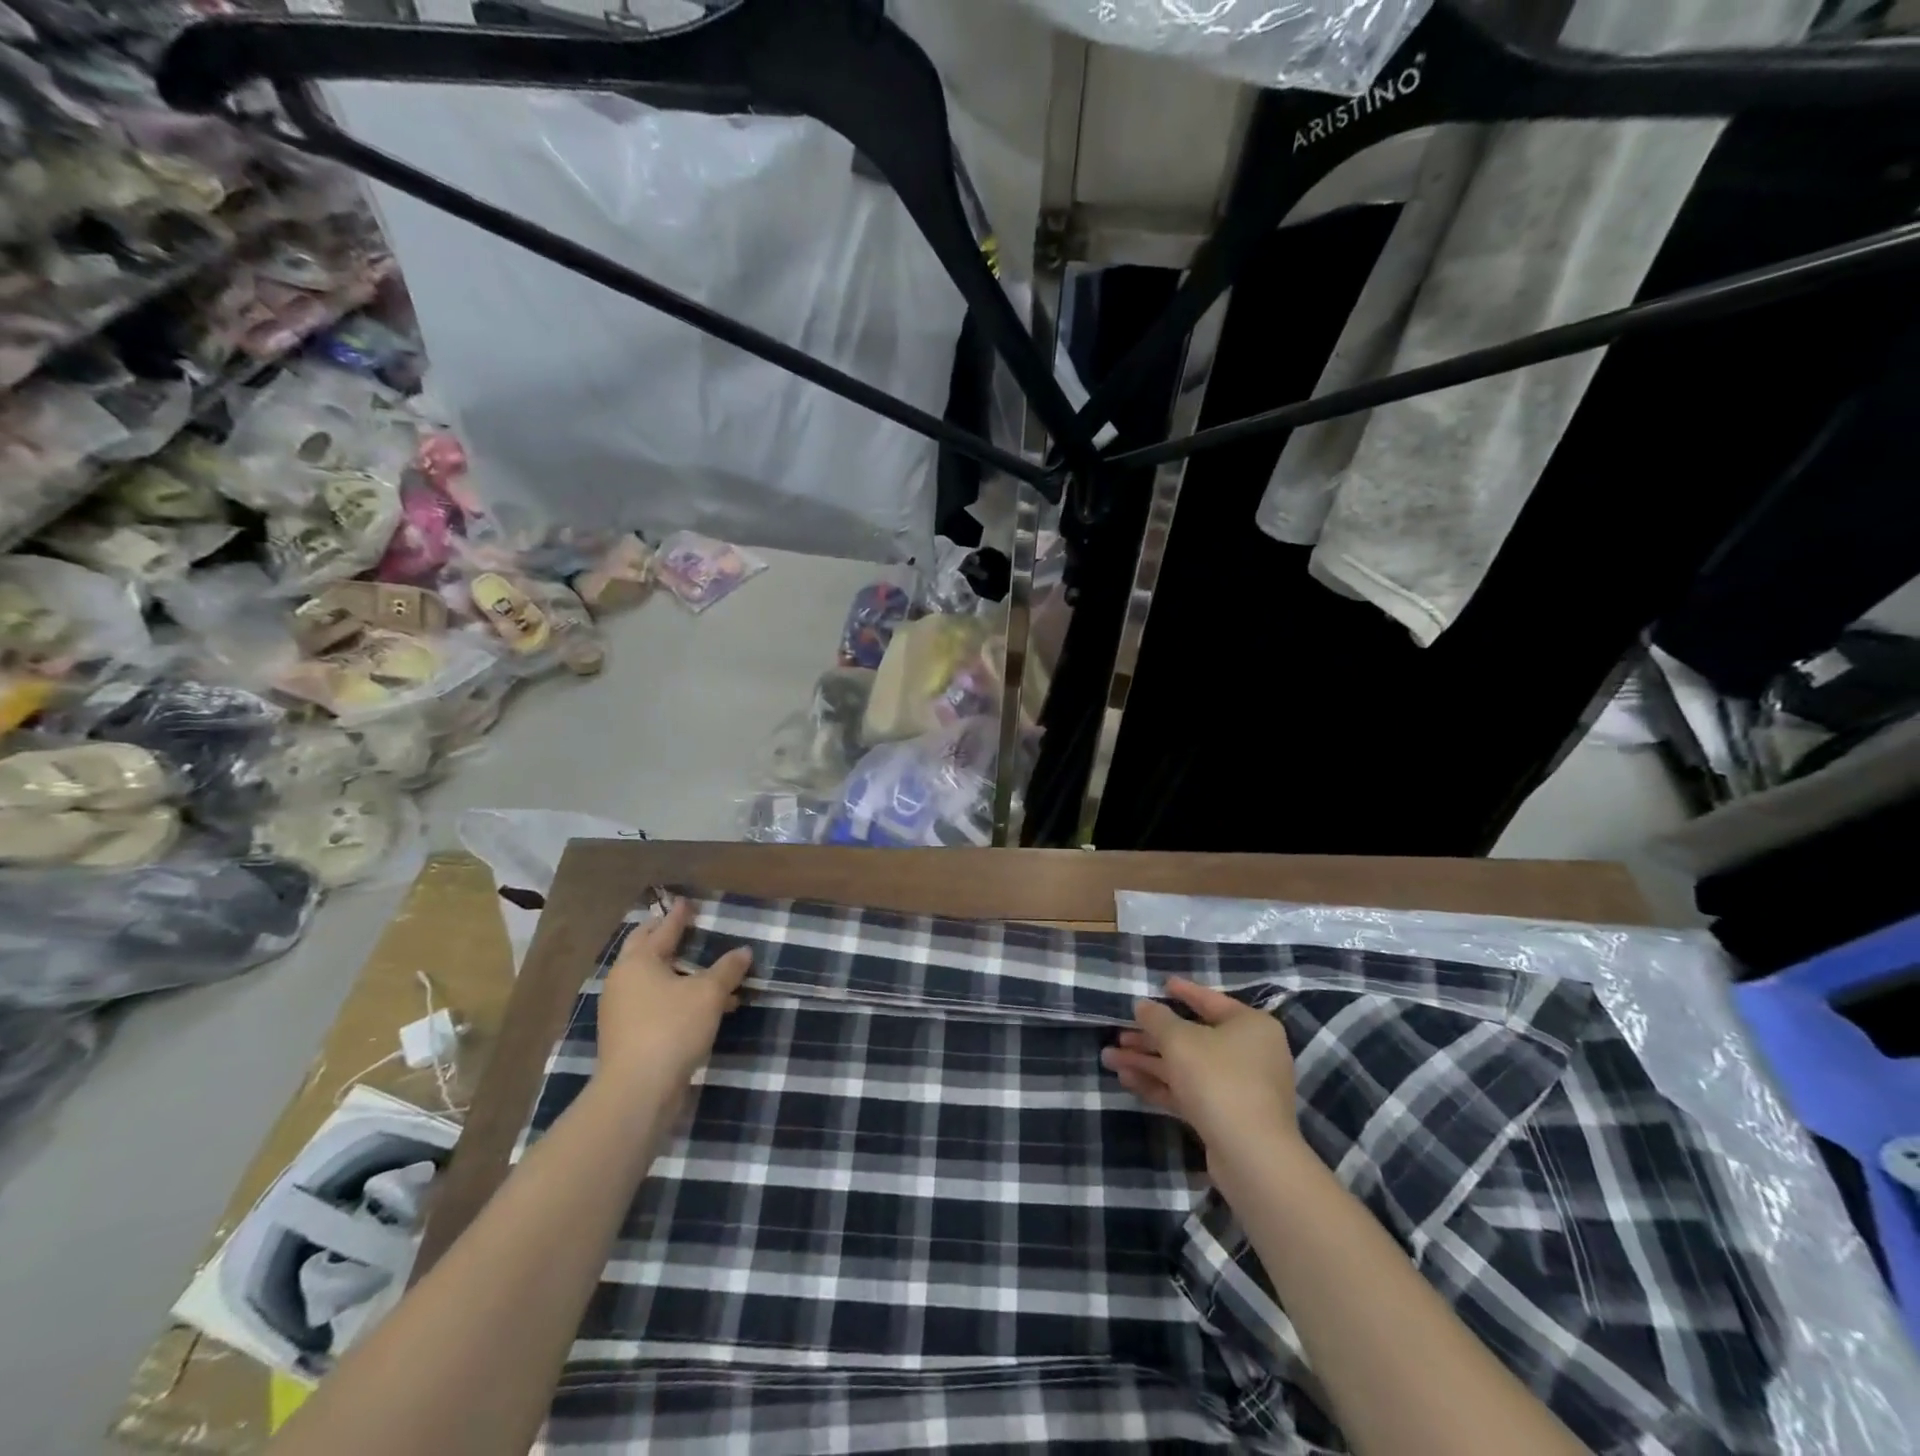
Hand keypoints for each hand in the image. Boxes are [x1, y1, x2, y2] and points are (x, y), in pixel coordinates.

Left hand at [596, 899, 750, 1093]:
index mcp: (638, 961)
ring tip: (709, 973)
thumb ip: (727, 969)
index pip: (662, 929)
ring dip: (678, 973)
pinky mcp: (626, 1036)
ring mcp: (621, 1010)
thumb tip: (743, 951)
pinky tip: (703, 1009)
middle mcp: (623, 980)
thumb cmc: (672, 1028)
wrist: (637, 1091)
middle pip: (645, 950)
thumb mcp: (709, 994)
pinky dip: (676, 998)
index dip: (678, 915)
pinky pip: (655, 1005)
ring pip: (652, 981)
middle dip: (665, 938)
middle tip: (683, 927)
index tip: (687, 902)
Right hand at [1101, 977, 1300, 1162]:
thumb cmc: (1218, 1079)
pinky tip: (1128, 1081)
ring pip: (1186, 1067)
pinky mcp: (1227, 1117)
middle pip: (1192, 1037)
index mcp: (1250, 1026)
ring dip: (1148, 1062)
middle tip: (1119, 1034)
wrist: (1251, 1156)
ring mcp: (1240, 1088)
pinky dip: (1161, 1085)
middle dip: (1151, 1037)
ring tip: (1109, 1059)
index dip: (1183, 991)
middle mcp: (1250, 1053)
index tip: (1161, 984)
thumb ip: (1157, 1018)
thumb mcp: (1180, 1040)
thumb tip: (1142, 1005)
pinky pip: (1189, 1092)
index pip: (1211, 1000)